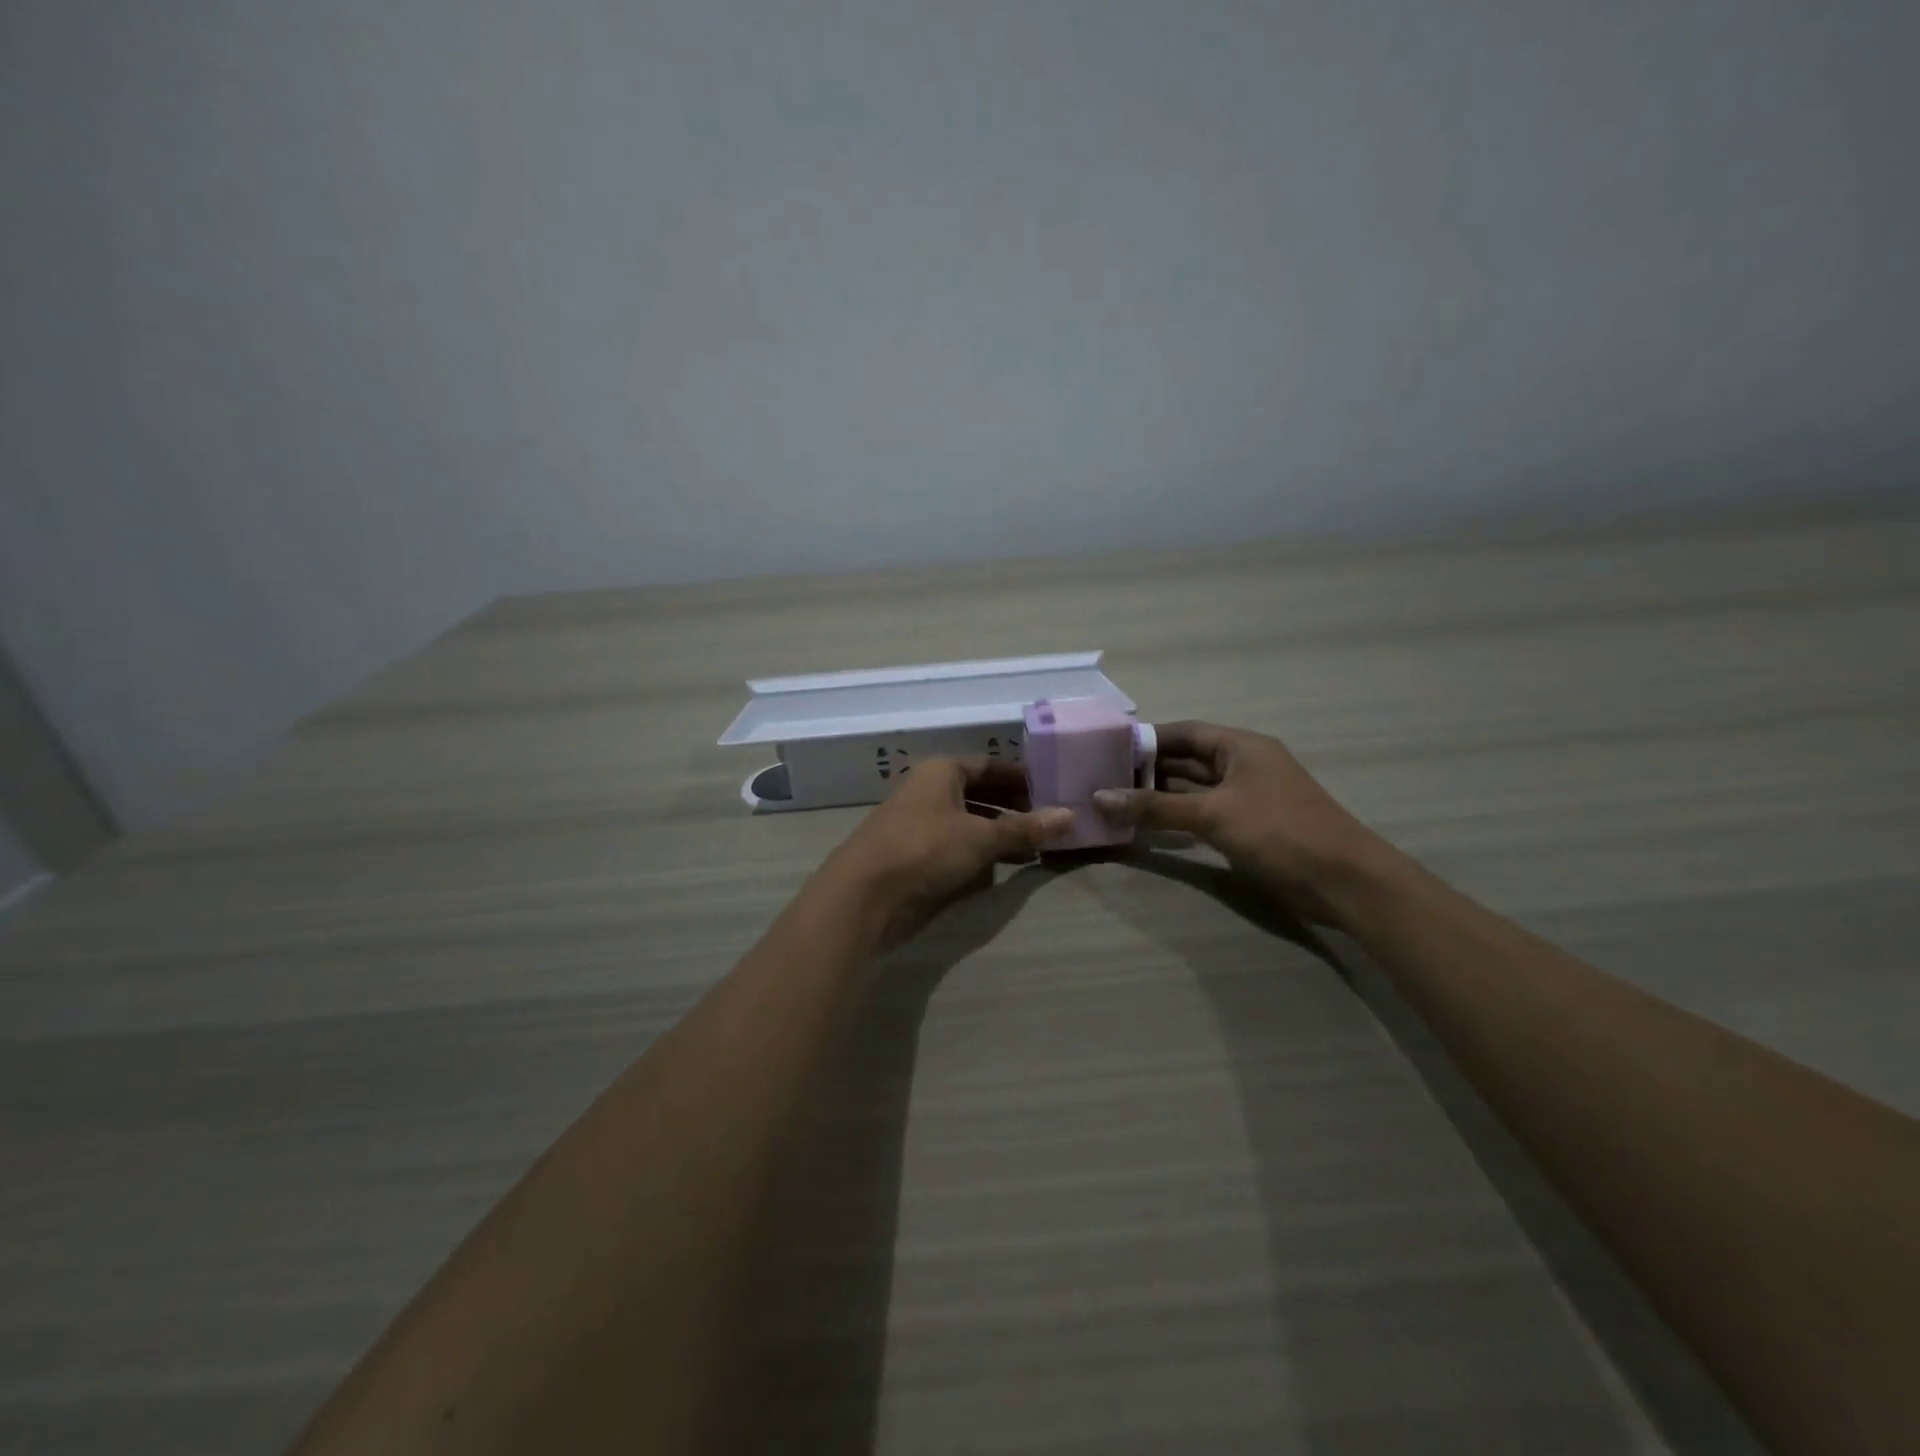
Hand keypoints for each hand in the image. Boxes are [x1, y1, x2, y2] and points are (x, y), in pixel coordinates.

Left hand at [821, 758, 1073, 948]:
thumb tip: (1070, 816)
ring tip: (1036, 846)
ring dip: (999, 832)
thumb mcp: (980, 837)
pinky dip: (980, 852)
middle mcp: (929, 791)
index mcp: (941, 772)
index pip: (988, 766)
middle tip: (1050, 821)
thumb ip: (1024, 829)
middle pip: (979, 793)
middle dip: (1013, 807)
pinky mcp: (915, 855)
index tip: (1052, 790)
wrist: (863, 895)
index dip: (1021, 777)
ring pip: (969, 821)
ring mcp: (920, 824)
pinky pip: (956, 846)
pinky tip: (1004, 866)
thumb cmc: (924, 849)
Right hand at [1093, 721, 1393, 925]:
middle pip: (1187, 760)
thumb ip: (1156, 807)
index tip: (1107, 748)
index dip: (1147, 739)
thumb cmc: (1280, 832)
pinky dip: (1177, 817)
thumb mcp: (1213, 815)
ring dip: (1160, 795)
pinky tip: (1148, 825)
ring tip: (1116, 800)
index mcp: (1241, 746)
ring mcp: (1247, 797)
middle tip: (1103, 778)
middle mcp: (1243, 764)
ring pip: (1194, 788)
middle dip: (1148, 768)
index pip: (1184, 732)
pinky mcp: (1249, 826)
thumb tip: (1100, 797)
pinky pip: (1203, 813)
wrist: (1343, 881)